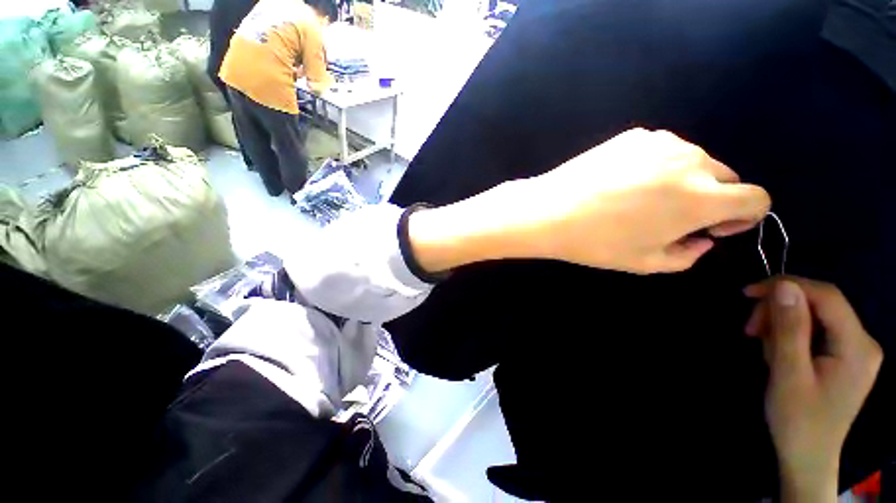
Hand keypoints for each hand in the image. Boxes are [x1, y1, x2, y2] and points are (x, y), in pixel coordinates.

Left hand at [512, 128, 770, 272]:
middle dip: (712, 198)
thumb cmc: (596, 242)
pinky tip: (623, 182)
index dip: (742, 217)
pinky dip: (656, 167)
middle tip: (673, 217)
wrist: (549, 211)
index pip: (756, 199)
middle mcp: (691, 161)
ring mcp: (661, 142)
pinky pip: (661, 151)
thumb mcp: (646, 263)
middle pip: (725, 178)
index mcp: (702, 198)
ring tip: (641, 200)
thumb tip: (702, 239)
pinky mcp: (634, 136)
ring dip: (683, 180)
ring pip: (694, 162)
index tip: (714, 227)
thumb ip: (688, 255)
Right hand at [744, 277, 883, 502]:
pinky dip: (790, 336)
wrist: (807, 455)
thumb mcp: (789, 374)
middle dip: (780, 311)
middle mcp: (863, 341)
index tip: (747, 293)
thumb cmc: (798, 420)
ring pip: (813, 316)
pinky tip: (778, 354)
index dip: (787, 286)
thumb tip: (784, 286)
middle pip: (819, 304)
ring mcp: (855, 349)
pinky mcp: (843, 356)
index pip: (826, 296)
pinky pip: (814, 330)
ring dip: (781, 325)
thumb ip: (790, 329)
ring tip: (765, 351)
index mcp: (857, 346)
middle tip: (750, 331)